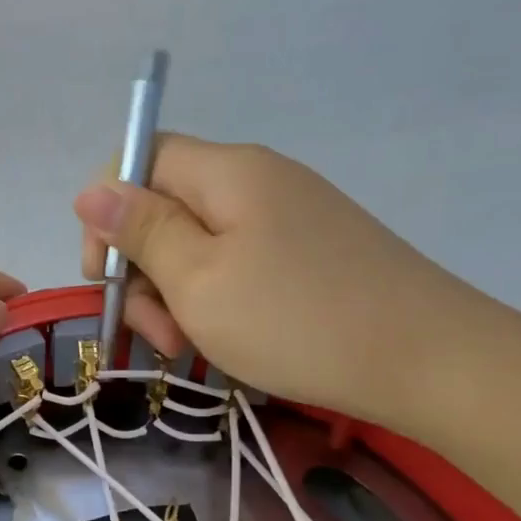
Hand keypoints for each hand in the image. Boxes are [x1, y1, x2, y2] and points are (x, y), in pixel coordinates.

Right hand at [74, 135, 492, 423]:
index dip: (106, 211)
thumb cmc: (296, 320)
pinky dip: (214, 301)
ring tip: (187, 348)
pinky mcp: (308, 253)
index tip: (106, 276)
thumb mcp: (198, 280)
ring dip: (175, 294)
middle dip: (142, 268)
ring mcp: (287, 218)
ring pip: (198, 243)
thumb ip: (141, 231)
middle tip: (154, 331)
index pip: (140, 159)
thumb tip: (91, 188)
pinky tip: (222, 340)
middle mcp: (257, 181)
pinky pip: (236, 264)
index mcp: (227, 172)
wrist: (429, 361)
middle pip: (166, 206)